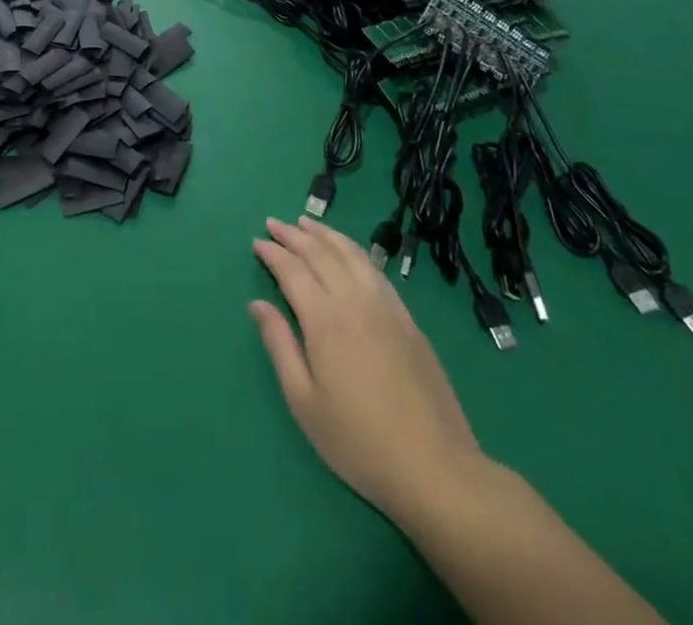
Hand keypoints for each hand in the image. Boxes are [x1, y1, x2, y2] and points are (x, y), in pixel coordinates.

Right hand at [251, 216, 481, 522]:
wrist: (435, 468)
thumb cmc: (358, 441)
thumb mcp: (304, 402)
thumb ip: (279, 345)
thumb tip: (257, 304)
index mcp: (324, 320)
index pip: (292, 270)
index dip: (272, 253)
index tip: (256, 242)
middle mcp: (354, 300)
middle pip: (320, 253)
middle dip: (293, 235)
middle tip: (273, 223)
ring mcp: (386, 306)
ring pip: (351, 253)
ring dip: (325, 234)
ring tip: (306, 223)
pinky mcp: (408, 319)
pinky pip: (375, 269)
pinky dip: (354, 250)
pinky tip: (347, 252)